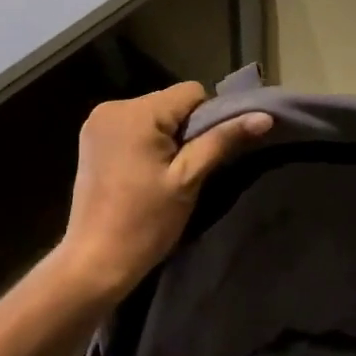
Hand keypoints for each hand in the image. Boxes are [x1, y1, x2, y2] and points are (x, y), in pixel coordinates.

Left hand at [55, 82, 272, 304]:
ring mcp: (97, 122)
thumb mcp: (189, 179)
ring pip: (152, 114)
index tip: (202, 156)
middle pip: (170, 102)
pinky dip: (145, 141)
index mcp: (137, 111)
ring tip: (163, 175)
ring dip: (165, 136)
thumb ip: (223, 140)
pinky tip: (143, 172)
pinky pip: (132, 125)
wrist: (94, 262)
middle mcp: (113, 106)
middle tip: (184, 170)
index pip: (191, 92)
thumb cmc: (146, 222)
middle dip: (184, 129)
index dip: (207, 120)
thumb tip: (264, 117)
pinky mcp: (91, 138)